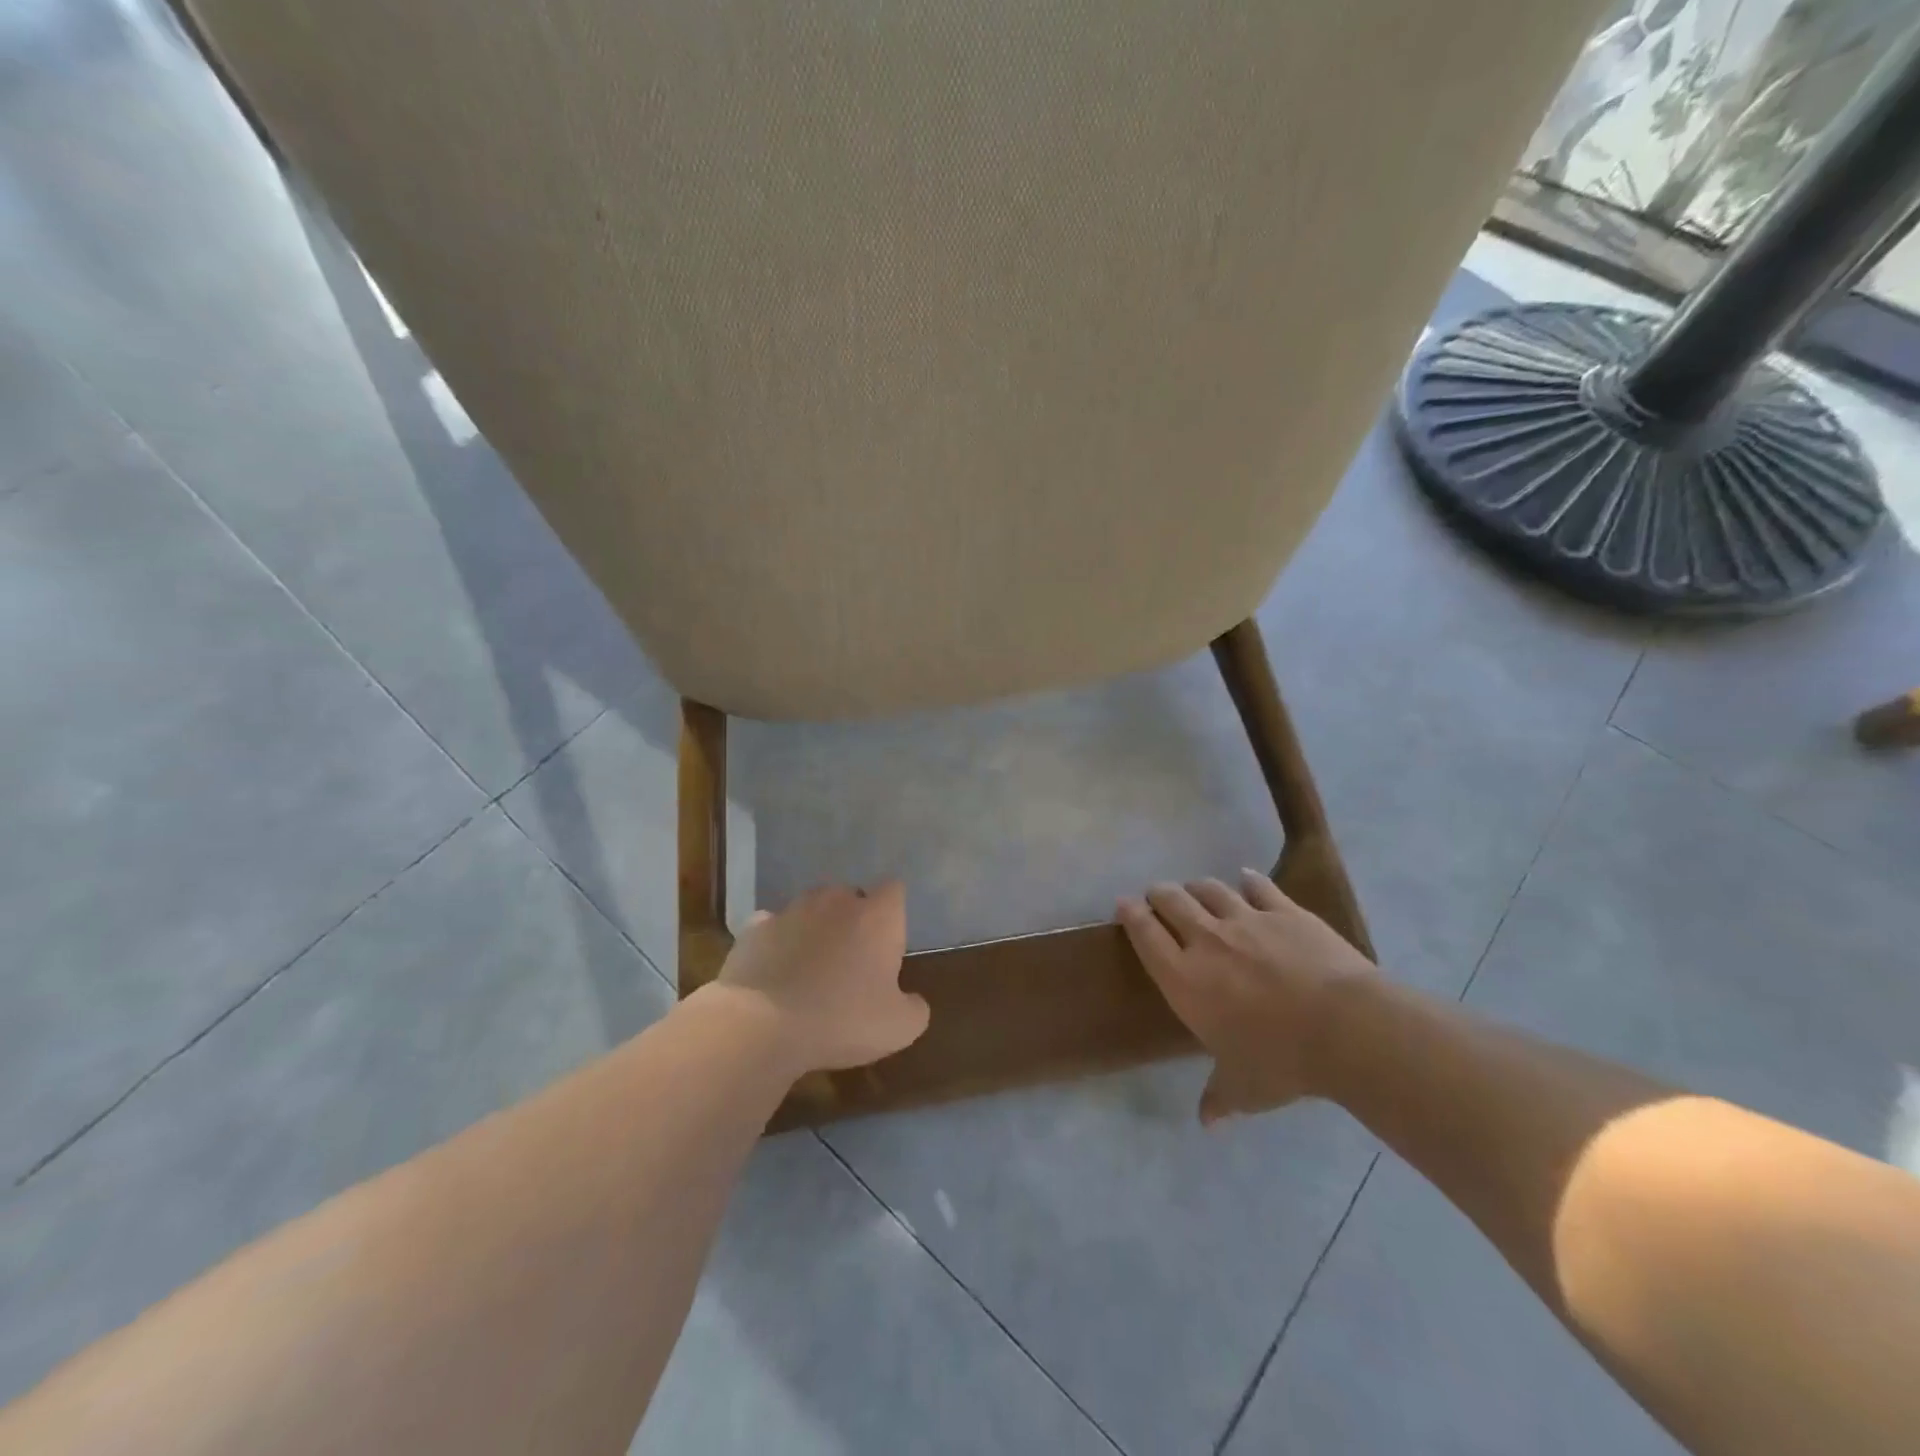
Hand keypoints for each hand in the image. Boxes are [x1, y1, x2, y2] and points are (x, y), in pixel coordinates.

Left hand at [714, 882, 928, 1074]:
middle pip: (851, 896)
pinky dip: (777, 942)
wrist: (762, 1025)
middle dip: (853, 920)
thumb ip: (916, 1008)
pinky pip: (773, 927)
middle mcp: (836, 900)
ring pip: (811, 908)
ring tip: (810, 967)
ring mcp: (792, 909)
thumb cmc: (842, 1020)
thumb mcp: (899, 1028)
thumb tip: (914, 1000)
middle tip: (851, 962)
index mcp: (877, 916)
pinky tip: (775, 971)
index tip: (888, 945)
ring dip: (815, 928)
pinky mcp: (755, 927)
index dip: (892, 915)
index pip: (894, 890)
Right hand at [1117, 870, 1372, 1124]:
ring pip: (1209, 889)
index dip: (1131, 915)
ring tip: (1195, 890)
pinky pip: (1258, 887)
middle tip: (1158, 898)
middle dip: (1160, 895)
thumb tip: (1206, 1122)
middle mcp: (1207, 940)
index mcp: (1185, 979)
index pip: (1145, 935)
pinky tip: (1245, 879)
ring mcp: (1246, 920)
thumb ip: (1219, 1097)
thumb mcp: (1245, 1088)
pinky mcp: (1284, 911)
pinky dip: (1248, 882)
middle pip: (1171, 901)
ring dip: (1197, 887)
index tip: (1124, 904)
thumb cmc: (1282, 1060)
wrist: (1346, 1029)